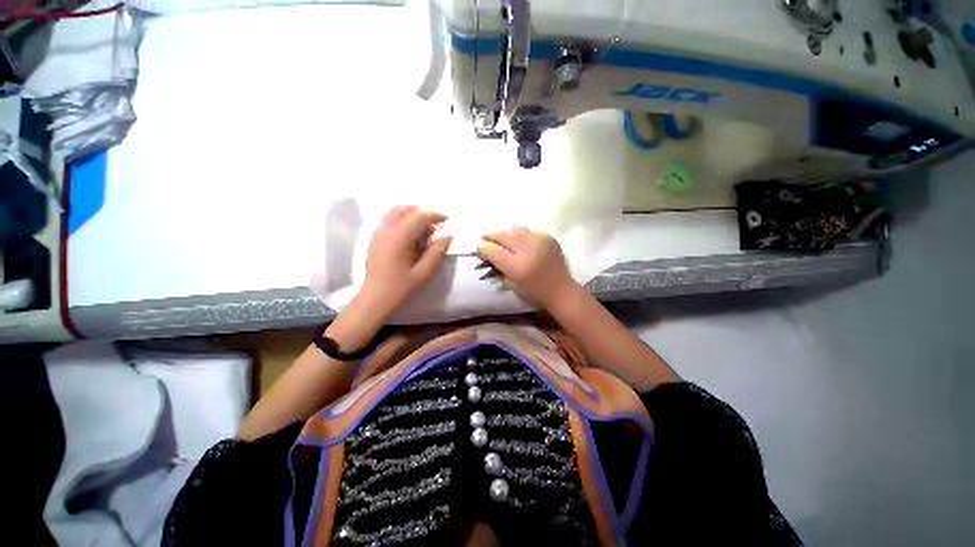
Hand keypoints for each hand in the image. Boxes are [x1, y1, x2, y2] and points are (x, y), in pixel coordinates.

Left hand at [357, 206, 451, 319]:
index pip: (419, 216)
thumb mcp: (423, 273)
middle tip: (434, 228)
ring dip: (411, 216)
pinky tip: (410, 238)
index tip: (446, 221)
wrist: (374, 299)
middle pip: (404, 209)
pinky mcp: (374, 239)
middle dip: (422, 214)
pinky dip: (402, 221)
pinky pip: (389, 221)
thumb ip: (437, 253)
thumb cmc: (400, 288)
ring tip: (423, 232)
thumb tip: (447, 236)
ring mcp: (377, 233)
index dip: (434, 215)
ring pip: (395, 213)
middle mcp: (385, 230)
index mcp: (398, 238)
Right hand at [476, 227, 578, 307]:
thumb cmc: (534, 292)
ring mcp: (539, 241)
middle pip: (501, 235)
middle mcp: (527, 250)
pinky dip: (519, 235)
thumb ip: (497, 268)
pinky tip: (519, 242)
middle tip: (485, 238)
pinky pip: (527, 231)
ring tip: (502, 239)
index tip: (478, 248)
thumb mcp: (511, 285)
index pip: (492, 250)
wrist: (561, 290)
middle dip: (490, 236)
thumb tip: (486, 252)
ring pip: (514, 229)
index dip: (482, 247)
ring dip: (504, 233)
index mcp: (517, 267)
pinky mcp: (548, 237)